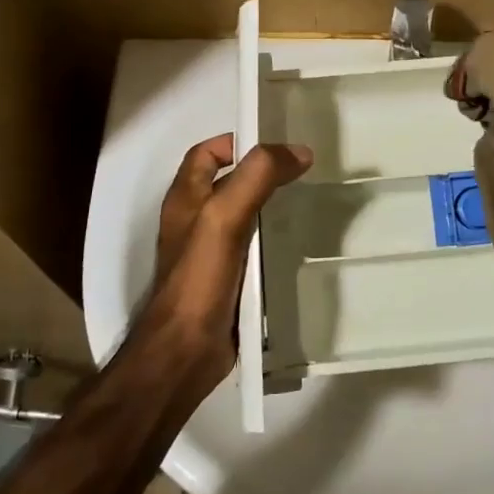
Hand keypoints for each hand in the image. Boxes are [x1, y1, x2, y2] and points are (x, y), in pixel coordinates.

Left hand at [139, 134, 312, 392]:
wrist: (185, 351)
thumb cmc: (199, 277)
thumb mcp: (225, 216)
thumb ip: (257, 177)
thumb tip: (298, 151)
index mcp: (186, 198)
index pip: (207, 153)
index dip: (236, 142)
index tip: (277, 145)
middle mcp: (194, 221)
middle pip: (229, 183)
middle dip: (262, 174)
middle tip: (303, 172)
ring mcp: (209, 253)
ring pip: (244, 217)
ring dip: (271, 208)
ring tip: (308, 203)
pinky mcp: (226, 280)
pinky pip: (252, 250)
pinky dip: (272, 242)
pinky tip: (297, 246)